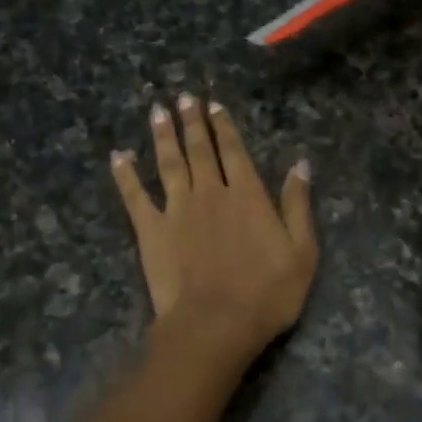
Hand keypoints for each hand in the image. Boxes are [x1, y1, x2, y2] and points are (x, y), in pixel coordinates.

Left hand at [111, 95, 317, 363]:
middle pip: (200, 149)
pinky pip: (134, 196)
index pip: (234, 151)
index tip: (214, 106)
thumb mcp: (302, 251)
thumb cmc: (267, 293)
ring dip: (163, 135)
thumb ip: (297, 205)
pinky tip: (119, 156)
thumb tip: (300, 164)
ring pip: (168, 163)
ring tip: (157, 111)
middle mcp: (210, 192)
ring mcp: (177, 209)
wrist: (215, 323)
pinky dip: (125, 174)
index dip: (224, 127)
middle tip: (184, 97)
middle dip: (192, 121)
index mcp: (247, 195)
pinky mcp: (151, 230)